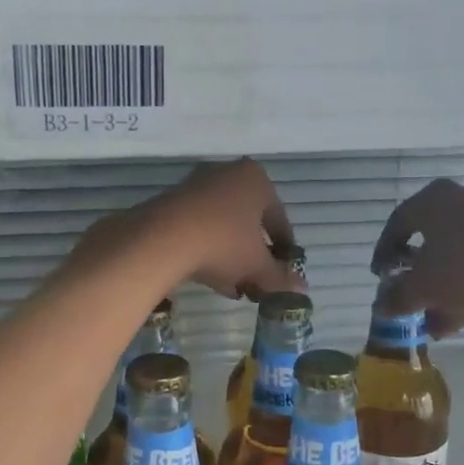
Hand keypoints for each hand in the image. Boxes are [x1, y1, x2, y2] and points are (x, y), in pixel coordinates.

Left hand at [78, 159, 304, 301]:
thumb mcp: (257, 265)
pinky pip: (200, 229)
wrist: (162, 238)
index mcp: (256, 179)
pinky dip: (209, 252)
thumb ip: (280, 277)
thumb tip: (301, 289)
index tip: (285, 273)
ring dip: (232, 258)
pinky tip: (212, 279)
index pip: (279, 219)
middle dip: (255, 256)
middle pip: (249, 222)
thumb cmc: (224, 243)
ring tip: (235, 288)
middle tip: (258, 283)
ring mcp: (197, 187)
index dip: (284, 250)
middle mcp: (227, 175)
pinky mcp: (172, 203)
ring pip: (224, 228)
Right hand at [371, 179, 463, 336]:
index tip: (380, 277)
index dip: (384, 252)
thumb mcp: (424, 288)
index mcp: (431, 201)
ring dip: (441, 289)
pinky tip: (458, 321)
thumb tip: (381, 307)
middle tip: (408, 298)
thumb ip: (398, 297)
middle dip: (416, 276)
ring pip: (456, 256)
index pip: (397, 223)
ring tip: (431, 322)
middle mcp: (460, 201)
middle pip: (429, 240)